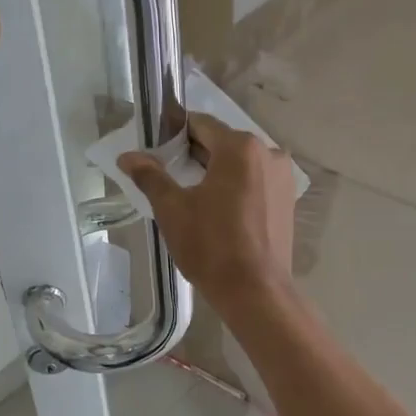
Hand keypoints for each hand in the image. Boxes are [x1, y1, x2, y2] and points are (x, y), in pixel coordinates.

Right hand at [118, 112, 296, 313]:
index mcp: (240, 147)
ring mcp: (283, 178)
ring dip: (215, 171)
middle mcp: (268, 153)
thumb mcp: (172, 209)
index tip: (155, 149)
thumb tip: (127, 156)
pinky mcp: (287, 201)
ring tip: (190, 194)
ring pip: (240, 164)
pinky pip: (255, 182)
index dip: (174, 133)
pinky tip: (217, 210)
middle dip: (194, 154)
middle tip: (167, 174)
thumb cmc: (211, 245)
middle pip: (222, 143)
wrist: (255, 291)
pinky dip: (235, 187)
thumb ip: (150, 176)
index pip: (201, 124)